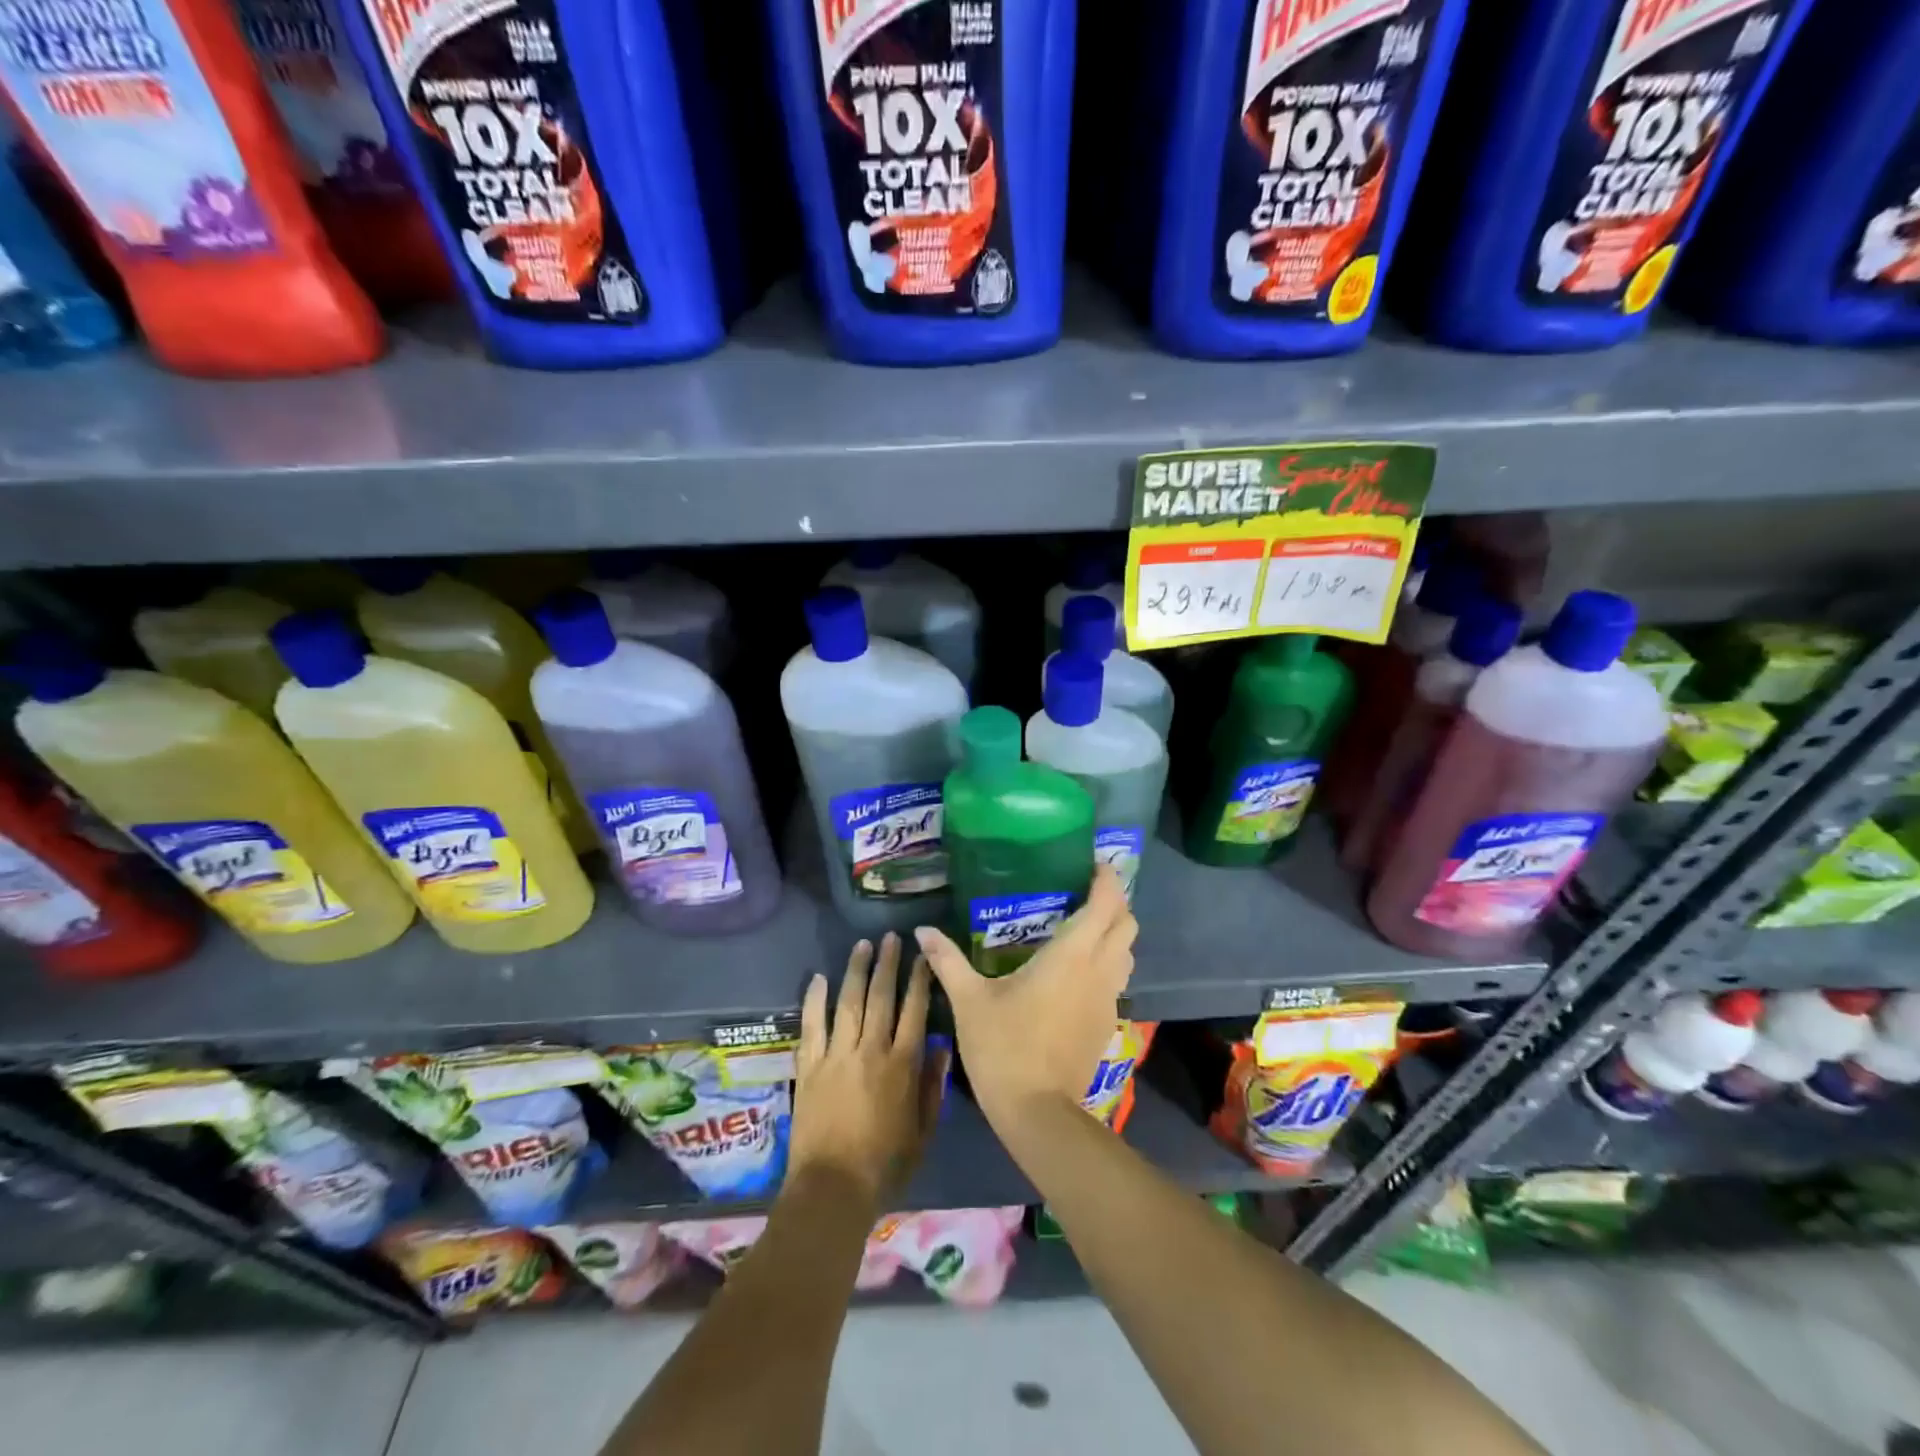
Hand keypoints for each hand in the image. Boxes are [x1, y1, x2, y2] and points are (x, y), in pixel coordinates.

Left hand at [788, 932, 947, 1206]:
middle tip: (892, 937)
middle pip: (881, 996)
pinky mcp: (810, 1066)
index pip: (915, 1010)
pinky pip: (812, 1024)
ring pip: (849, 1002)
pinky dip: (814, 999)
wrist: (832, 1189)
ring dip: (856, 970)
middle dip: (888, 963)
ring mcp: (837, 1055)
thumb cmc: (885, 1165)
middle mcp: (871, 1050)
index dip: (920, 980)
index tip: (924, 955)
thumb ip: (932, 1088)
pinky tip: (819, 977)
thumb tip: (941, 1047)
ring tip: (862, 944)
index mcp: (902, 1065)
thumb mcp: (923, 1132)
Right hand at [915, 865, 1136, 1128]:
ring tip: (1084, 928)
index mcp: (1071, 955)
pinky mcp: (1107, 1024)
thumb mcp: (969, 1001)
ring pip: (1127, 953)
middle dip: (1115, 903)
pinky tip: (1078, 972)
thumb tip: (921, 930)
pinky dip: (1109, 963)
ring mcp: (1108, 999)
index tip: (1093, 865)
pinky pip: (1118, 979)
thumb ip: (947, 960)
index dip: (1107, 880)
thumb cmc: (1004, 1046)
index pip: (1105, 905)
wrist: (1037, 1112)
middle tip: (1086, 893)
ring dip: (1115, 934)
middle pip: (1128, 924)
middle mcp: (1099, 970)